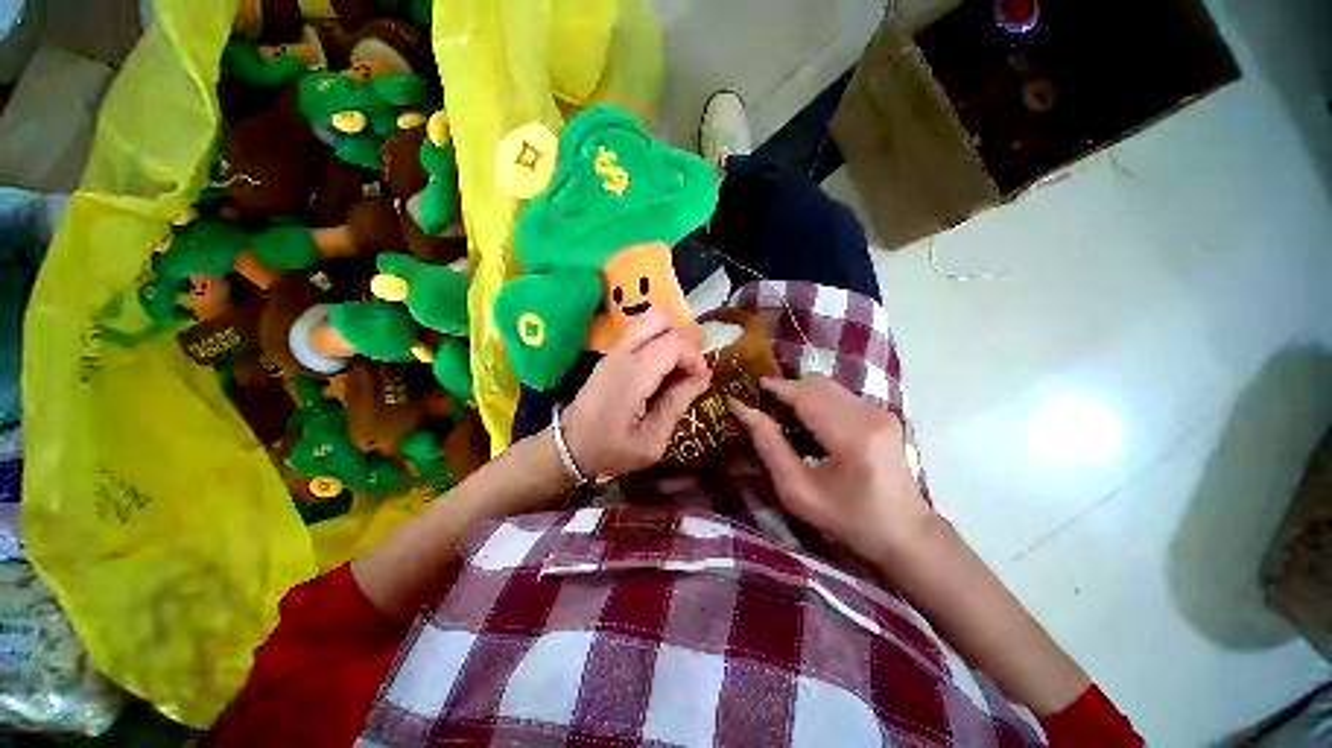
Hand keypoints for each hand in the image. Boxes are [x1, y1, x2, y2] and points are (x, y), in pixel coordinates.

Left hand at [562, 310, 710, 478]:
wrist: (567, 449)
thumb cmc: (610, 450)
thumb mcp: (651, 441)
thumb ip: (676, 404)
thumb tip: (701, 379)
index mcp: (633, 374)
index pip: (674, 342)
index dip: (695, 358)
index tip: (702, 382)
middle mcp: (622, 354)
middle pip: (660, 319)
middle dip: (683, 341)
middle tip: (689, 370)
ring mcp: (613, 352)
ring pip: (649, 323)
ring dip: (669, 341)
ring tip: (676, 371)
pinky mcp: (609, 357)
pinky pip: (640, 336)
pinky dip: (657, 345)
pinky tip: (659, 374)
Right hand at [729, 374, 930, 564]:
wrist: (904, 533)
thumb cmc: (847, 519)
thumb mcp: (797, 491)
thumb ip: (770, 447)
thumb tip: (745, 410)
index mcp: (851, 436)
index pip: (805, 394)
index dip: (774, 387)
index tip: (747, 389)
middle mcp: (869, 414)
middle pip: (816, 383)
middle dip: (786, 390)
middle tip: (764, 408)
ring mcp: (879, 411)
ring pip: (827, 386)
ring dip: (801, 394)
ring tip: (784, 417)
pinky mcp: (881, 413)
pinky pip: (838, 395)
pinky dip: (816, 401)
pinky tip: (808, 424)